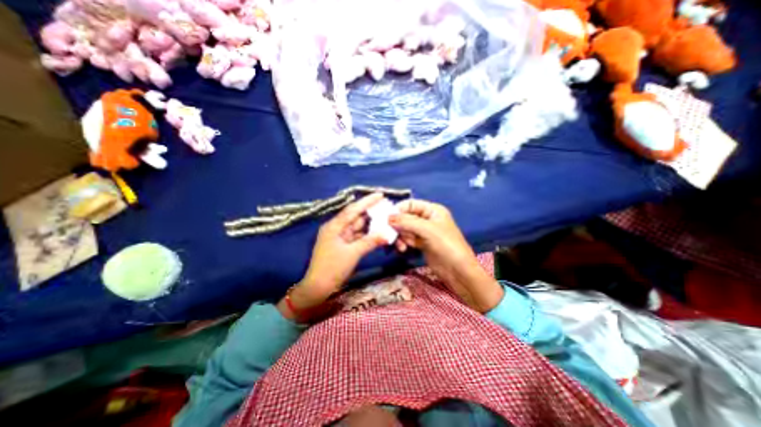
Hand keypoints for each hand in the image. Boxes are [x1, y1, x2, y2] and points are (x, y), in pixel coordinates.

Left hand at [278, 191, 387, 319]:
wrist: (318, 287)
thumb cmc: (332, 268)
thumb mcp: (352, 253)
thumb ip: (370, 242)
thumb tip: (387, 235)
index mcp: (334, 226)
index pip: (352, 209)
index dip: (366, 201)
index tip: (380, 194)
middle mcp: (337, 228)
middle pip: (356, 217)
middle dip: (371, 212)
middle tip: (386, 206)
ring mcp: (340, 237)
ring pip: (358, 227)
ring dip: (371, 224)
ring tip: (386, 217)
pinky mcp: (344, 245)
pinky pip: (358, 236)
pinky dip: (368, 235)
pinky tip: (378, 232)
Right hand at [387, 201, 502, 313]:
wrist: (458, 271)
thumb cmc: (446, 245)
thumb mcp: (427, 230)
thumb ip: (407, 222)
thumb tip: (388, 217)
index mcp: (432, 210)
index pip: (411, 204)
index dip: (398, 209)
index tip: (386, 218)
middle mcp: (427, 218)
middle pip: (406, 217)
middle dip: (399, 225)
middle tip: (391, 234)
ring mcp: (424, 232)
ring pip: (405, 229)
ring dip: (401, 236)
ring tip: (402, 246)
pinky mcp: (421, 243)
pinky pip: (408, 239)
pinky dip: (404, 242)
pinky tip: (404, 249)